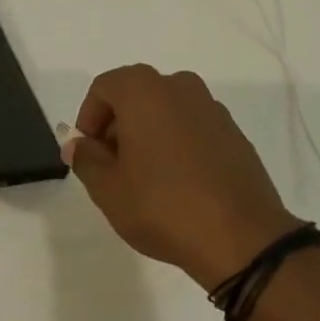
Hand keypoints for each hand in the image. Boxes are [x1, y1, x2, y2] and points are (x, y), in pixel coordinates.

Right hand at [67, 64, 300, 288]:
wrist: (240, 235)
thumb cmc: (163, 205)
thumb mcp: (109, 189)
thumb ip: (87, 159)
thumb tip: (79, 144)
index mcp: (146, 90)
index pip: (104, 87)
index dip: (88, 119)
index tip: (89, 154)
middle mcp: (180, 86)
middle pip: (136, 95)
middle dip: (117, 127)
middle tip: (112, 169)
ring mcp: (211, 107)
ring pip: (166, 110)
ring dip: (148, 134)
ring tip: (144, 181)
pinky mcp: (233, 131)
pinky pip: (192, 127)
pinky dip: (177, 143)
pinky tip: (178, 184)